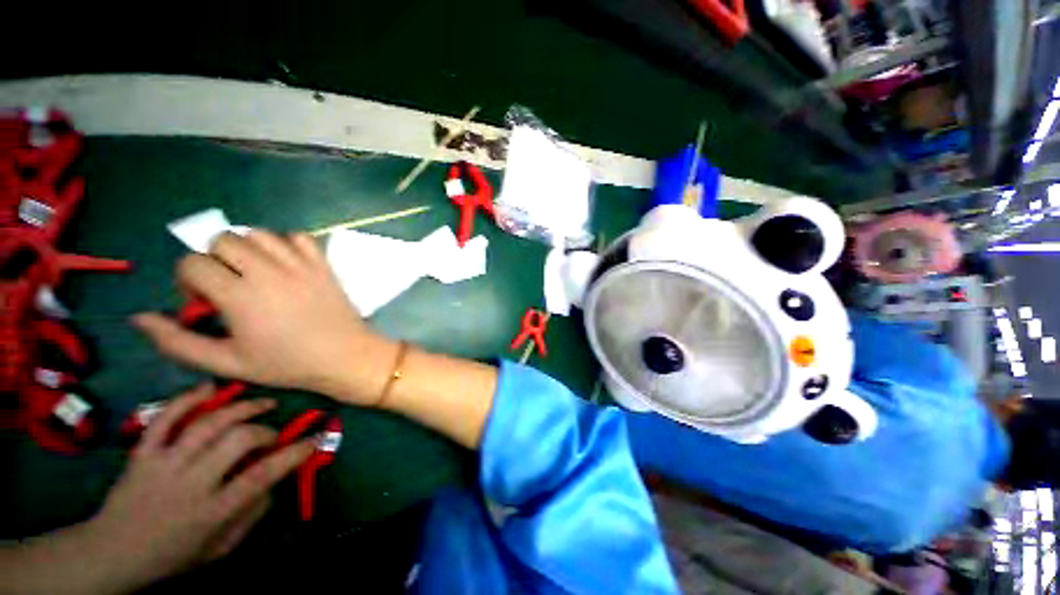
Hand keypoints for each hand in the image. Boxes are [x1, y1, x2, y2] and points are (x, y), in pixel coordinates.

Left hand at [86, 385, 312, 590]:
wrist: (111, 553)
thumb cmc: (172, 555)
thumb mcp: (220, 547)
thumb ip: (251, 514)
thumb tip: (274, 480)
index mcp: (211, 511)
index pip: (261, 476)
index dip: (294, 454)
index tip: (314, 439)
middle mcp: (190, 483)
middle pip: (237, 440)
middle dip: (265, 431)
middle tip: (274, 433)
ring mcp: (163, 464)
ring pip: (207, 424)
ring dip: (240, 408)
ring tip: (262, 403)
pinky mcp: (142, 452)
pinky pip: (165, 418)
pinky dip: (188, 399)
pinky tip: (210, 388)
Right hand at [133, 231, 399, 404]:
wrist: (345, 356)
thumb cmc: (287, 364)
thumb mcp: (227, 362)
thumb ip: (177, 342)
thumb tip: (139, 318)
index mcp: (240, 295)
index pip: (193, 263)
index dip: (188, 281)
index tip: (205, 302)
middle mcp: (268, 271)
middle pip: (222, 239)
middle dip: (214, 260)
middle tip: (228, 286)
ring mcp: (300, 265)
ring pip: (258, 234)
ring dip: (247, 248)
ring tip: (254, 274)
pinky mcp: (323, 265)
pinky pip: (299, 237)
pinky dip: (285, 244)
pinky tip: (285, 265)